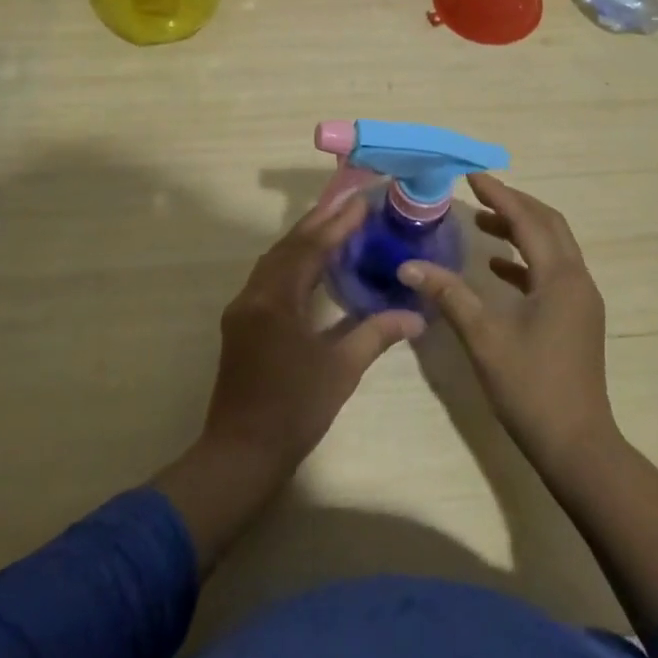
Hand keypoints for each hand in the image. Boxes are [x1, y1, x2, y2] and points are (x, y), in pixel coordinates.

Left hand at [200, 191, 424, 477]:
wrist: (241, 454)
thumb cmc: (294, 410)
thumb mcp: (341, 370)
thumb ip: (377, 334)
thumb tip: (417, 316)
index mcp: (275, 301)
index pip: (310, 249)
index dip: (337, 224)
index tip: (362, 203)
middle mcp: (254, 295)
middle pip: (288, 247)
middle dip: (318, 222)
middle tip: (349, 203)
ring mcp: (243, 309)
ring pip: (274, 261)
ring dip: (303, 240)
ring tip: (333, 224)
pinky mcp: (241, 324)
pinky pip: (268, 277)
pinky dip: (292, 262)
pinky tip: (311, 265)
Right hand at [400, 174, 615, 469]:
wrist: (577, 445)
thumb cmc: (530, 387)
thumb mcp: (484, 338)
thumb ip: (449, 295)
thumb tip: (408, 266)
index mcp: (560, 277)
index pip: (529, 220)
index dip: (500, 195)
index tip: (472, 177)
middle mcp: (577, 280)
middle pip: (549, 225)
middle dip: (515, 204)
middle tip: (479, 194)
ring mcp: (581, 300)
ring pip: (553, 247)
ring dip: (521, 230)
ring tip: (482, 223)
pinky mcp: (576, 317)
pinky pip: (551, 271)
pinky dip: (525, 260)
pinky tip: (496, 267)